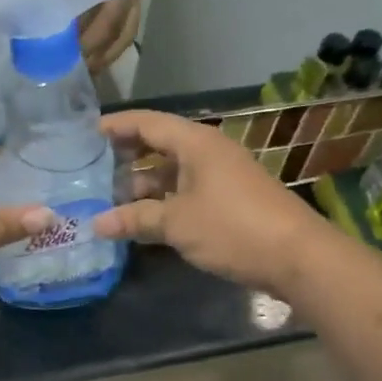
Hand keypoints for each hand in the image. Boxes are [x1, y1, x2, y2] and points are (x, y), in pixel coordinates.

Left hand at [56, 0, 145, 73]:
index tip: (72, 58)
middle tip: (82, 72)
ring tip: (89, 63)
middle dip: (105, 53)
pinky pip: (128, 9)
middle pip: (125, 28)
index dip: (91, 41)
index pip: (109, 17)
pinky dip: (114, 29)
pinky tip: (97, 37)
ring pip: (129, 22)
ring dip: (111, 46)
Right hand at [91, 110, 330, 294]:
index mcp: (196, 143)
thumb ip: (135, 219)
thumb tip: (96, 224)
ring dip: (142, 185)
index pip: (147, 123)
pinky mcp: (228, 201)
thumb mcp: (177, 223)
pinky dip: (162, 201)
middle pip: (158, 145)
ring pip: (171, 172)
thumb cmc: (233, 228)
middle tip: (90, 168)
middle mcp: (208, 152)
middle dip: (125, 156)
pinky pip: (185, 192)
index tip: (84, 134)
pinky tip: (141, 220)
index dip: (115, 126)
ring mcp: (220, 177)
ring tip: (108, 200)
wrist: (297, 257)